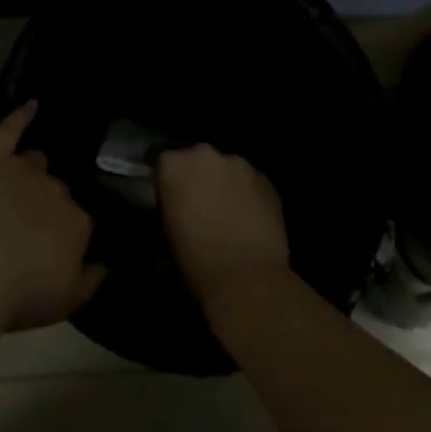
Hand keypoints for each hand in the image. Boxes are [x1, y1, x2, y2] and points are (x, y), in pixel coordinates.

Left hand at [0, 104, 104, 330]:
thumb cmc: (23, 292)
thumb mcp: (66, 301)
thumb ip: (90, 282)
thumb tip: (105, 266)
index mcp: (78, 224)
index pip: (81, 221)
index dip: (67, 232)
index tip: (57, 244)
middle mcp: (57, 190)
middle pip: (58, 190)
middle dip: (49, 202)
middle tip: (34, 220)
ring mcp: (24, 170)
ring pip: (36, 162)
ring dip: (34, 168)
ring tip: (28, 174)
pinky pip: (9, 130)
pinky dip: (20, 116)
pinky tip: (30, 104)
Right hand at [157, 145, 289, 305]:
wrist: (245, 277)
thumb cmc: (195, 259)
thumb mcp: (167, 230)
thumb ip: (170, 204)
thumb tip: (177, 204)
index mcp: (173, 164)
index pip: (166, 163)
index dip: (171, 182)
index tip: (175, 201)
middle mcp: (204, 154)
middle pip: (198, 159)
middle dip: (200, 177)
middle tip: (202, 206)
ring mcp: (238, 163)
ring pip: (227, 169)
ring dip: (226, 184)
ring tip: (229, 214)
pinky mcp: (265, 178)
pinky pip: (251, 182)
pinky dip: (248, 195)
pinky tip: (250, 219)